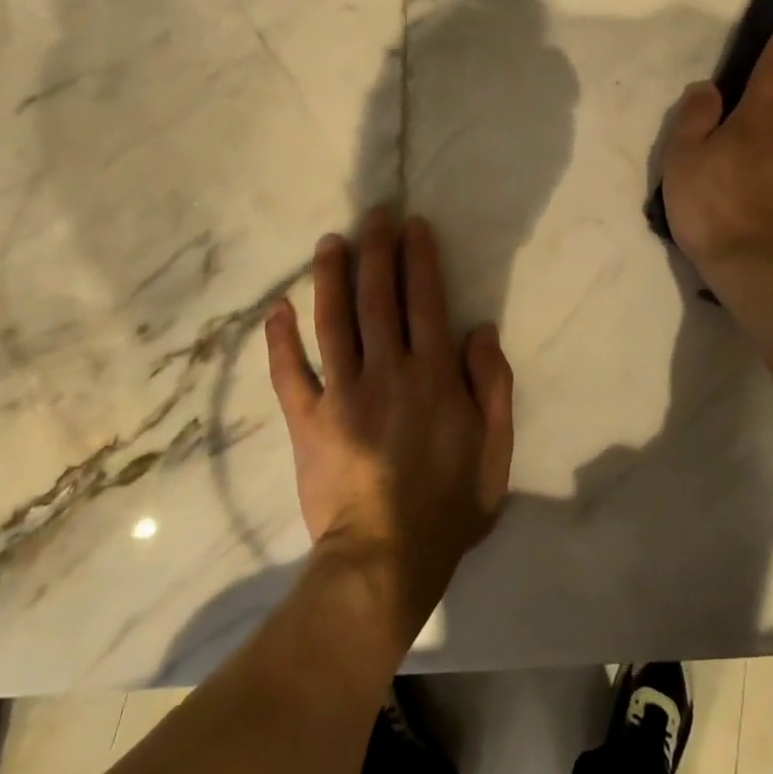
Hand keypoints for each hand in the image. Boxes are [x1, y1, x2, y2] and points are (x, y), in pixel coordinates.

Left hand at [263, 210, 513, 634]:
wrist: (385, 558)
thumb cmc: (448, 504)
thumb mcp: (495, 449)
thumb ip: (492, 386)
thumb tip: (479, 330)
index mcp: (434, 375)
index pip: (425, 301)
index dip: (419, 259)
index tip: (413, 226)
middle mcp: (387, 371)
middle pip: (379, 298)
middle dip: (377, 251)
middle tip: (373, 215)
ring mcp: (342, 393)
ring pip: (334, 322)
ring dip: (331, 277)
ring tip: (330, 242)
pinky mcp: (307, 420)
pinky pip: (289, 373)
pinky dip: (280, 340)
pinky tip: (277, 308)